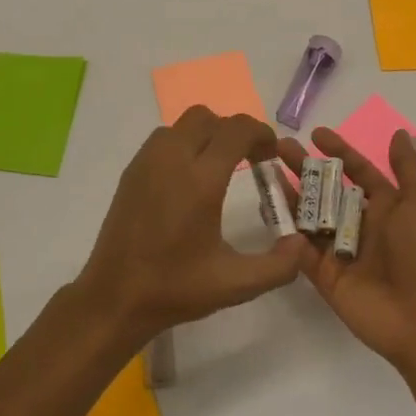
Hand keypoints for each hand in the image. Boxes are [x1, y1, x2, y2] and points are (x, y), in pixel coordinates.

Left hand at [75, 106, 304, 347]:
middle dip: (234, 131)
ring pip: (183, 124)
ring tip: (219, 166)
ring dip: (207, 135)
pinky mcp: (131, 170)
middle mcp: (172, 159)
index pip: (237, 130)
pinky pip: (163, 139)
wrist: (114, 297)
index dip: (261, 133)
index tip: (271, 154)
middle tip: (249, 159)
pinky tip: (189, 179)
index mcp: (200, 180)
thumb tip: (301, 243)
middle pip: (209, 118)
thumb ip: (278, 265)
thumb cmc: (175, 288)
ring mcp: (147, 162)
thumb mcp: (235, 284)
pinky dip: (184, 144)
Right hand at [278, 126, 415, 371]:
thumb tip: (398, 133)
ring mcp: (339, 250)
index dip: (338, 151)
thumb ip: (407, 167)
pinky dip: (284, 231)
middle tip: (278, 147)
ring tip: (265, 172)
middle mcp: (360, 224)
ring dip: (288, 194)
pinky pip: (299, 249)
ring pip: (308, 216)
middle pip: (326, 190)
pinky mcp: (324, 275)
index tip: (315, 134)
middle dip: (304, 168)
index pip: (357, 171)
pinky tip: (266, 209)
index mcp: (386, 206)